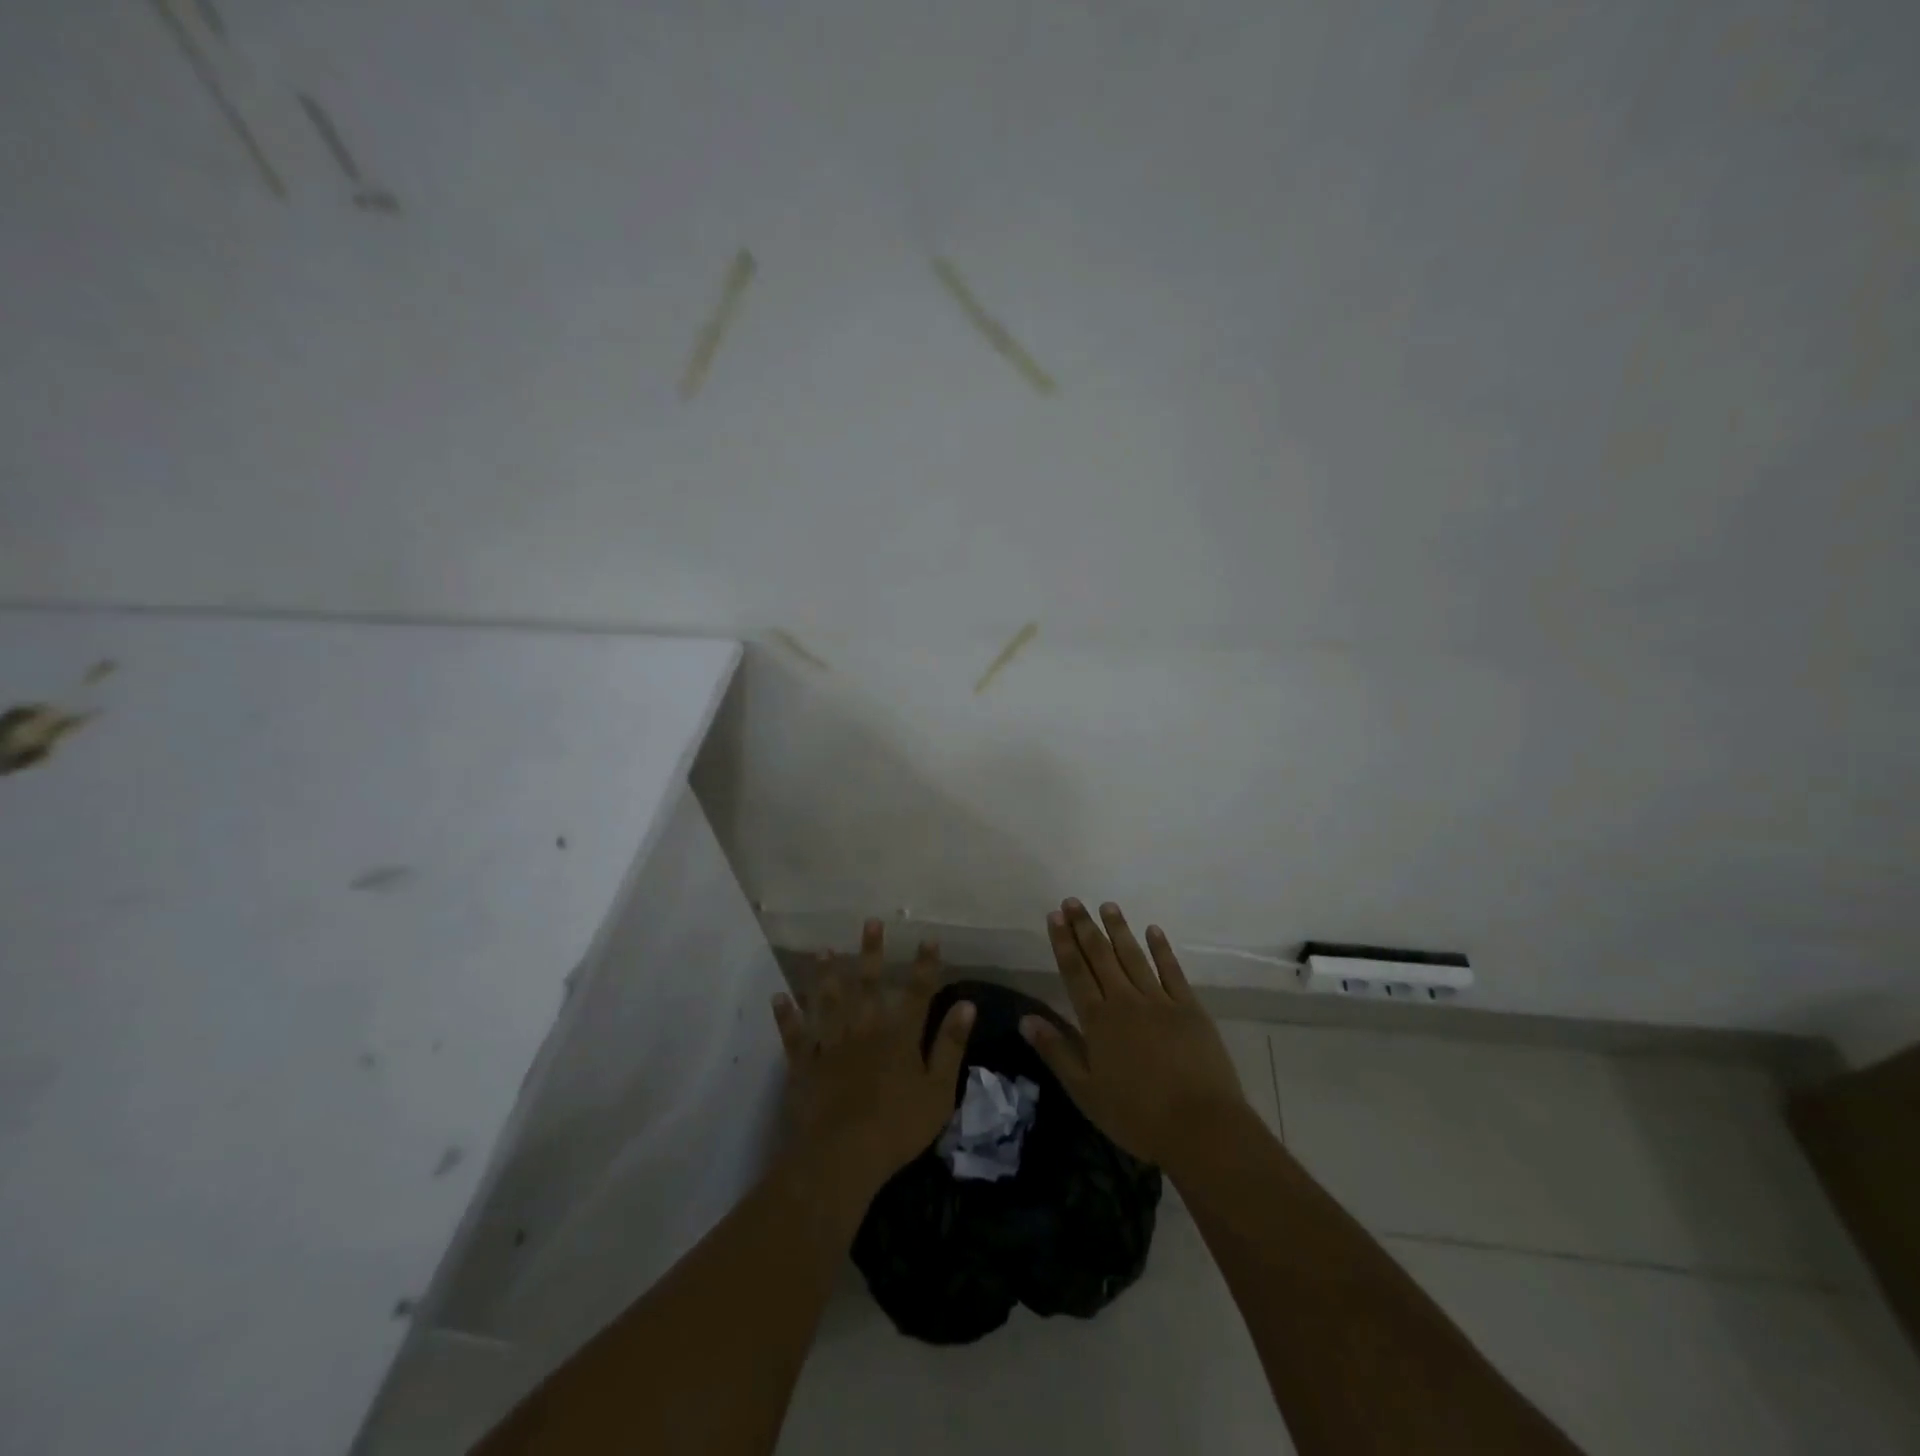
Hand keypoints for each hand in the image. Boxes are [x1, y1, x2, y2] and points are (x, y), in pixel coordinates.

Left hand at [771, 918, 974, 1195]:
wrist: (842, 1156)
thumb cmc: (897, 1127)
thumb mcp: (938, 1091)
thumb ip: (950, 1046)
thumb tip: (967, 1005)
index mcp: (899, 1037)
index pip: (916, 993)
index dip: (924, 966)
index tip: (928, 938)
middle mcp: (864, 1030)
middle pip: (868, 985)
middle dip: (871, 952)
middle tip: (870, 922)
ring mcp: (831, 1045)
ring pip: (828, 1002)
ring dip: (825, 975)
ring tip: (822, 950)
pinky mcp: (805, 1065)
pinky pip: (794, 1036)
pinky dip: (786, 1016)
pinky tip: (778, 998)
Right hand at [1020, 899, 1245, 1167]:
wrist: (1200, 1126)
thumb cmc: (1136, 1116)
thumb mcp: (1085, 1091)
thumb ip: (1056, 1051)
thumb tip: (1025, 1019)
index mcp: (1098, 1020)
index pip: (1075, 972)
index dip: (1063, 942)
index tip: (1055, 916)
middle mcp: (1125, 1001)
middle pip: (1101, 956)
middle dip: (1085, 927)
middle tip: (1073, 901)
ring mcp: (1160, 1001)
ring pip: (1134, 956)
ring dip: (1119, 929)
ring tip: (1107, 905)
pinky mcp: (1189, 1008)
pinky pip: (1172, 971)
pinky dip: (1161, 949)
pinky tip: (1153, 930)